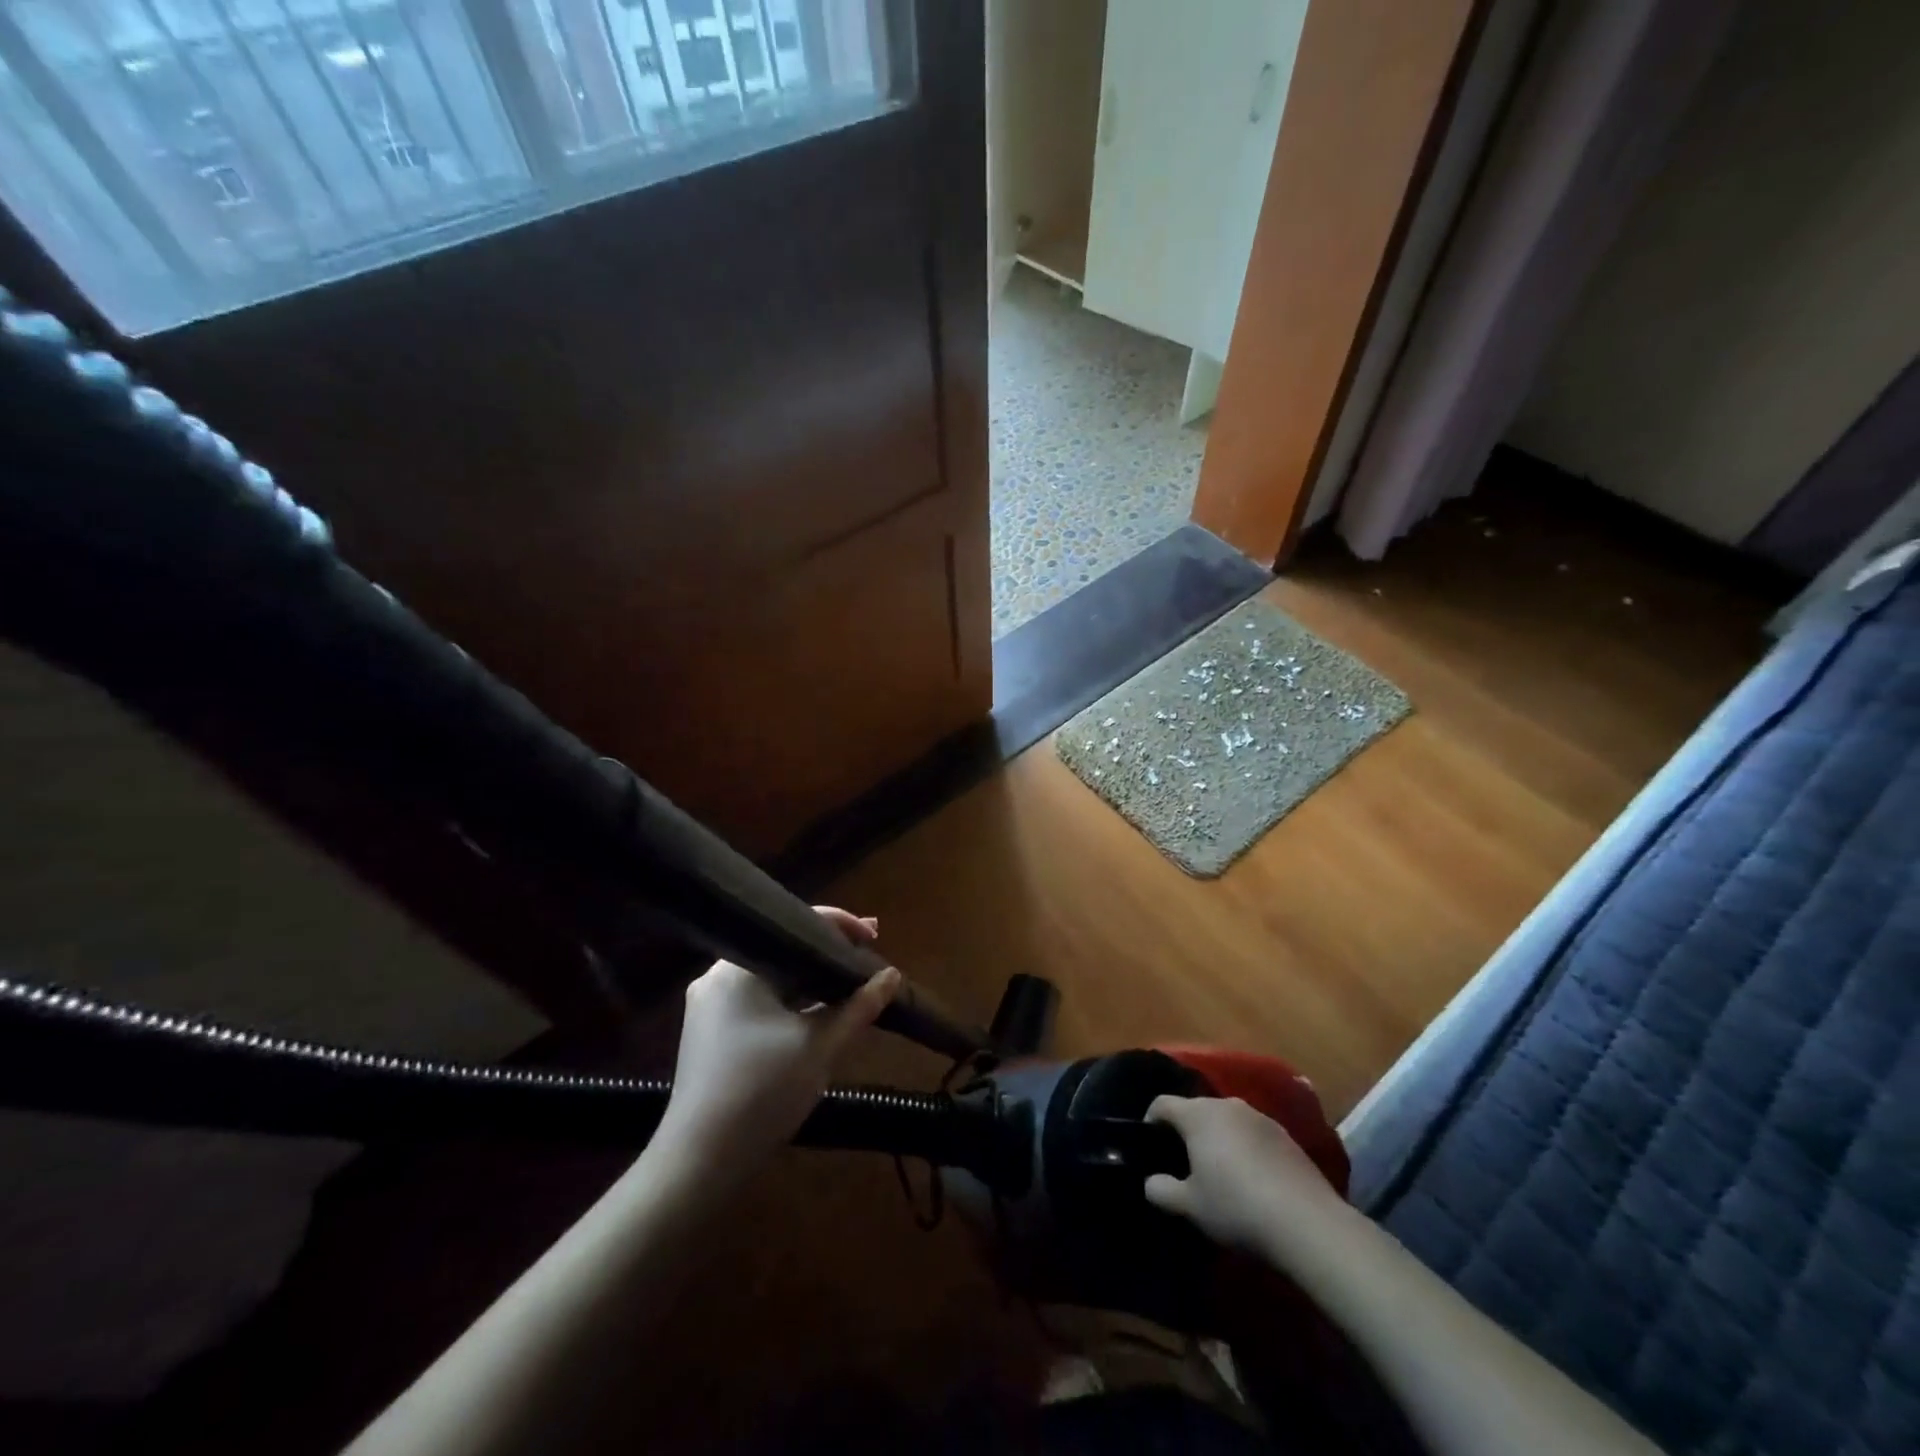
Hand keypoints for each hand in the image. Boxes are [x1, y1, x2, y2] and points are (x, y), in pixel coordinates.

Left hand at [651, 907, 899, 1186]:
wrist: (700, 1164)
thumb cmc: (762, 1093)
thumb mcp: (820, 1046)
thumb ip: (859, 1006)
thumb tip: (892, 975)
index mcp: (738, 968)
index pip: (795, 926)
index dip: (841, 926)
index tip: (875, 934)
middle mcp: (717, 976)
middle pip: (783, 949)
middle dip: (827, 953)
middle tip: (867, 954)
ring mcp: (709, 1007)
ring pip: (771, 977)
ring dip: (809, 980)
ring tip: (849, 981)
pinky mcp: (709, 1034)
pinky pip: (758, 1000)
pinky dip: (789, 1001)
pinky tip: (816, 1011)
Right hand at [1142, 1095, 1352, 1265]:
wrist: (1307, 1221)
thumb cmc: (1236, 1206)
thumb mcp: (1190, 1206)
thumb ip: (1162, 1190)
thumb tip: (1150, 1182)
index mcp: (1198, 1114)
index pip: (1162, 1103)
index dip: (1151, 1120)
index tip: (1150, 1144)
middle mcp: (1227, 1105)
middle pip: (1196, 1109)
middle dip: (1186, 1130)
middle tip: (1183, 1162)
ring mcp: (1259, 1116)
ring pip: (1226, 1120)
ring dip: (1217, 1137)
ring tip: (1219, 1170)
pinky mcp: (1285, 1134)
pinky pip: (1252, 1133)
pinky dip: (1244, 1147)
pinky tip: (1252, 1178)